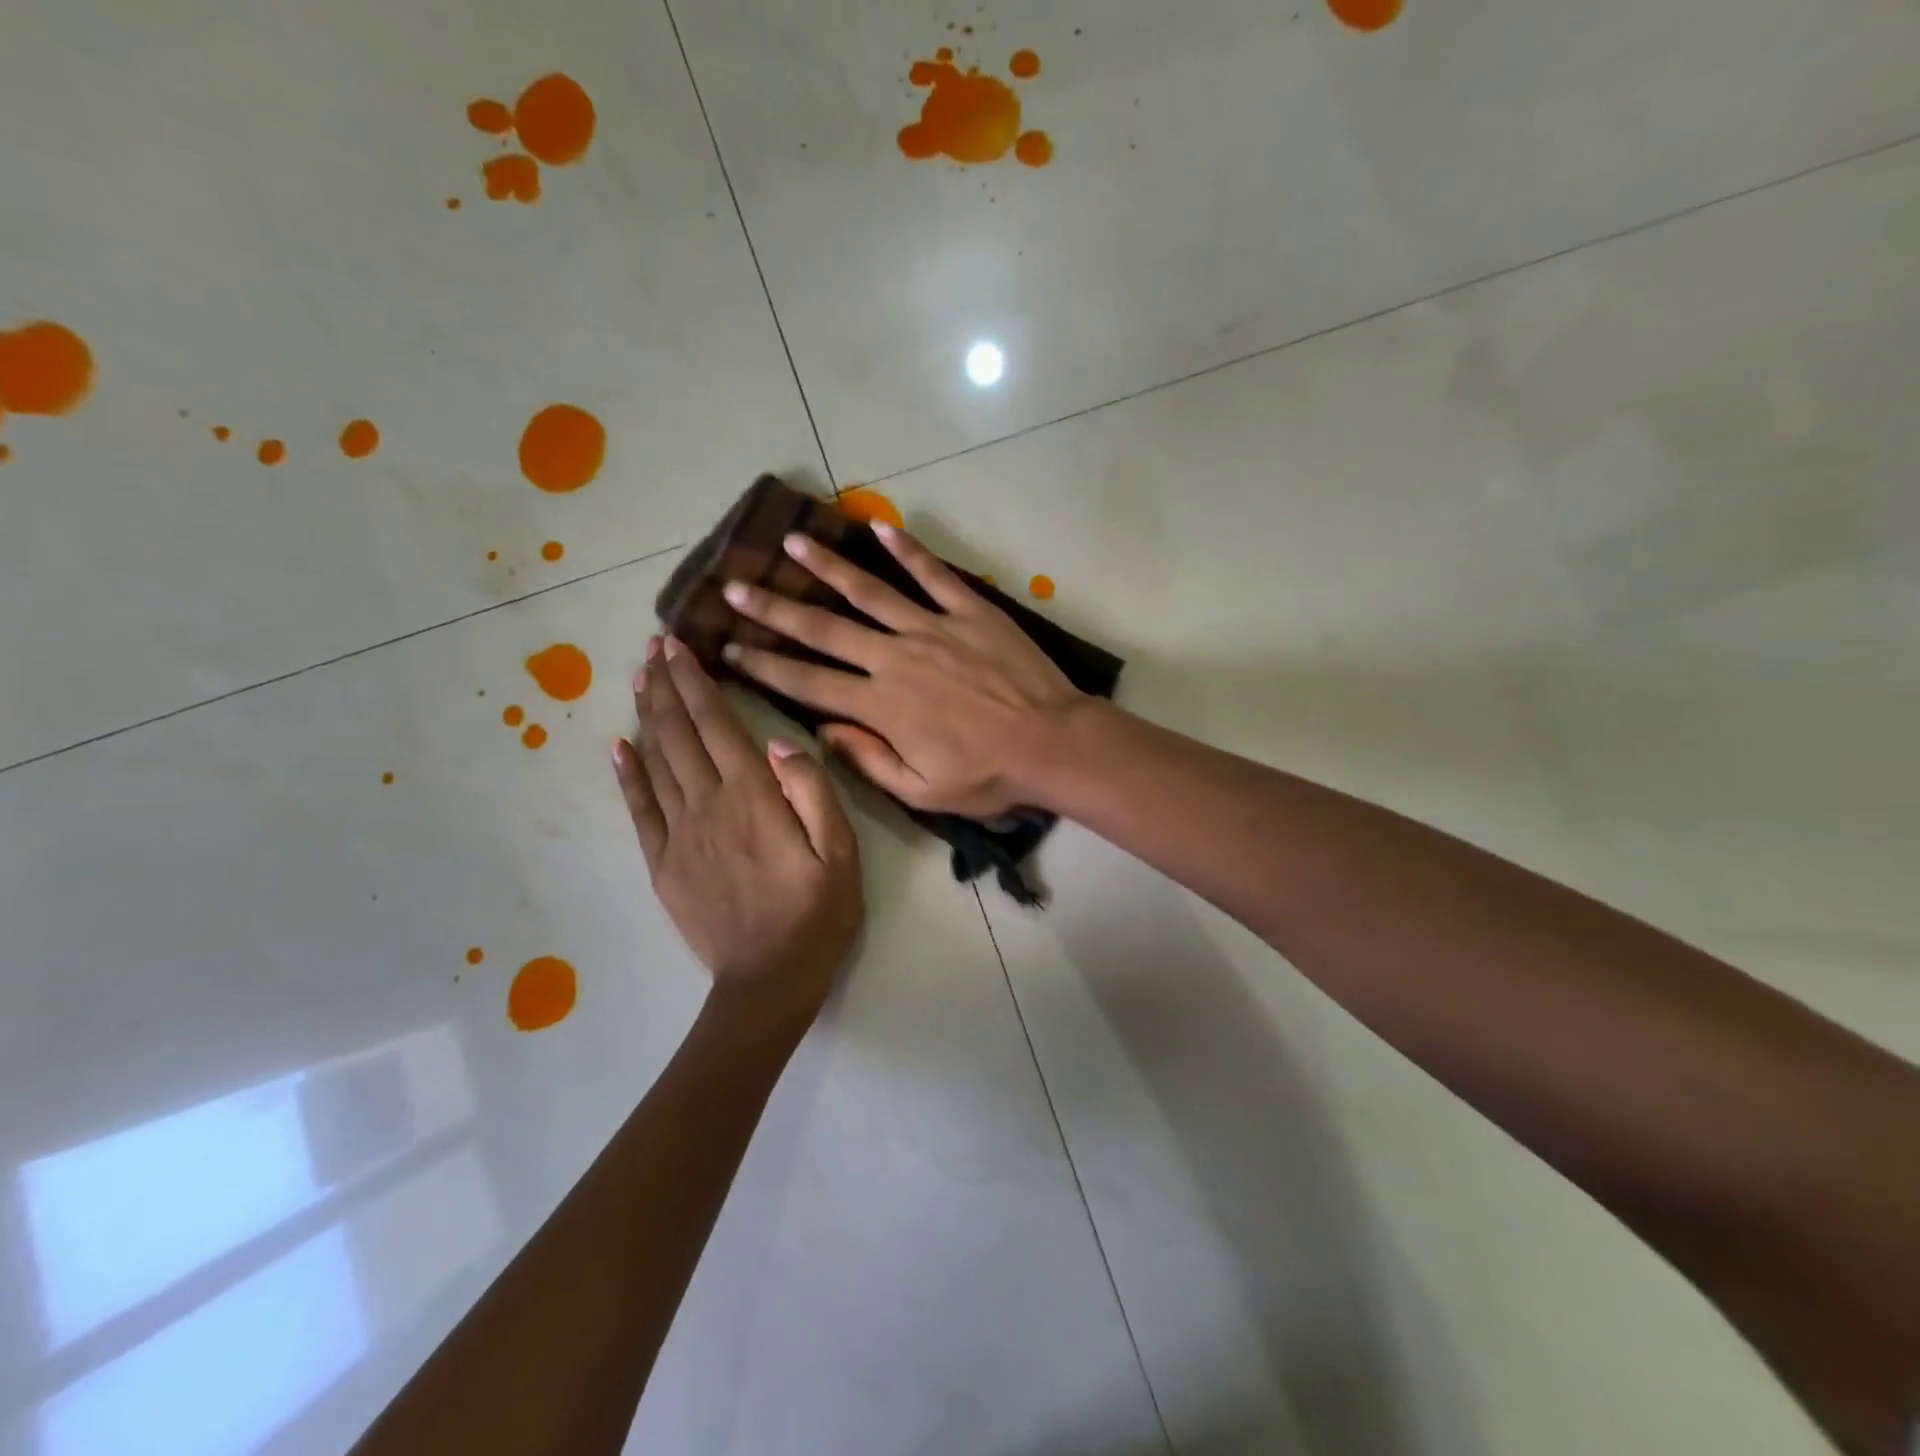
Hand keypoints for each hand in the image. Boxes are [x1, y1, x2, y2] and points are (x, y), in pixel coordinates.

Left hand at [613, 636, 862, 1018]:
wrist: (768, 980)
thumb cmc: (816, 913)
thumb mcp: (840, 851)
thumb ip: (812, 791)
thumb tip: (778, 743)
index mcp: (753, 796)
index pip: (717, 724)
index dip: (695, 682)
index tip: (676, 646)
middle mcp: (708, 804)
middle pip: (679, 734)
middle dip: (666, 686)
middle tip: (653, 649)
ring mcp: (679, 834)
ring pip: (655, 762)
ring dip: (647, 717)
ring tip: (640, 681)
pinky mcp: (663, 863)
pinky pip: (639, 809)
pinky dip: (627, 773)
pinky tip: (619, 746)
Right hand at [717, 524, 1086, 817]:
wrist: (1052, 744)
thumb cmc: (987, 774)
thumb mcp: (920, 790)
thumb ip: (867, 759)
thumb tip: (822, 730)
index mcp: (880, 705)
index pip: (806, 682)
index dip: (762, 665)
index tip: (727, 647)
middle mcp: (894, 658)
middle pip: (823, 629)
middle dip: (774, 608)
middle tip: (735, 586)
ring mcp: (932, 628)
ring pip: (868, 591)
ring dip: (826, 567)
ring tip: (791, 543)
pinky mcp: (969, 611)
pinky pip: (932, 574)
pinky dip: (906, 550)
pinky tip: (878, 528)